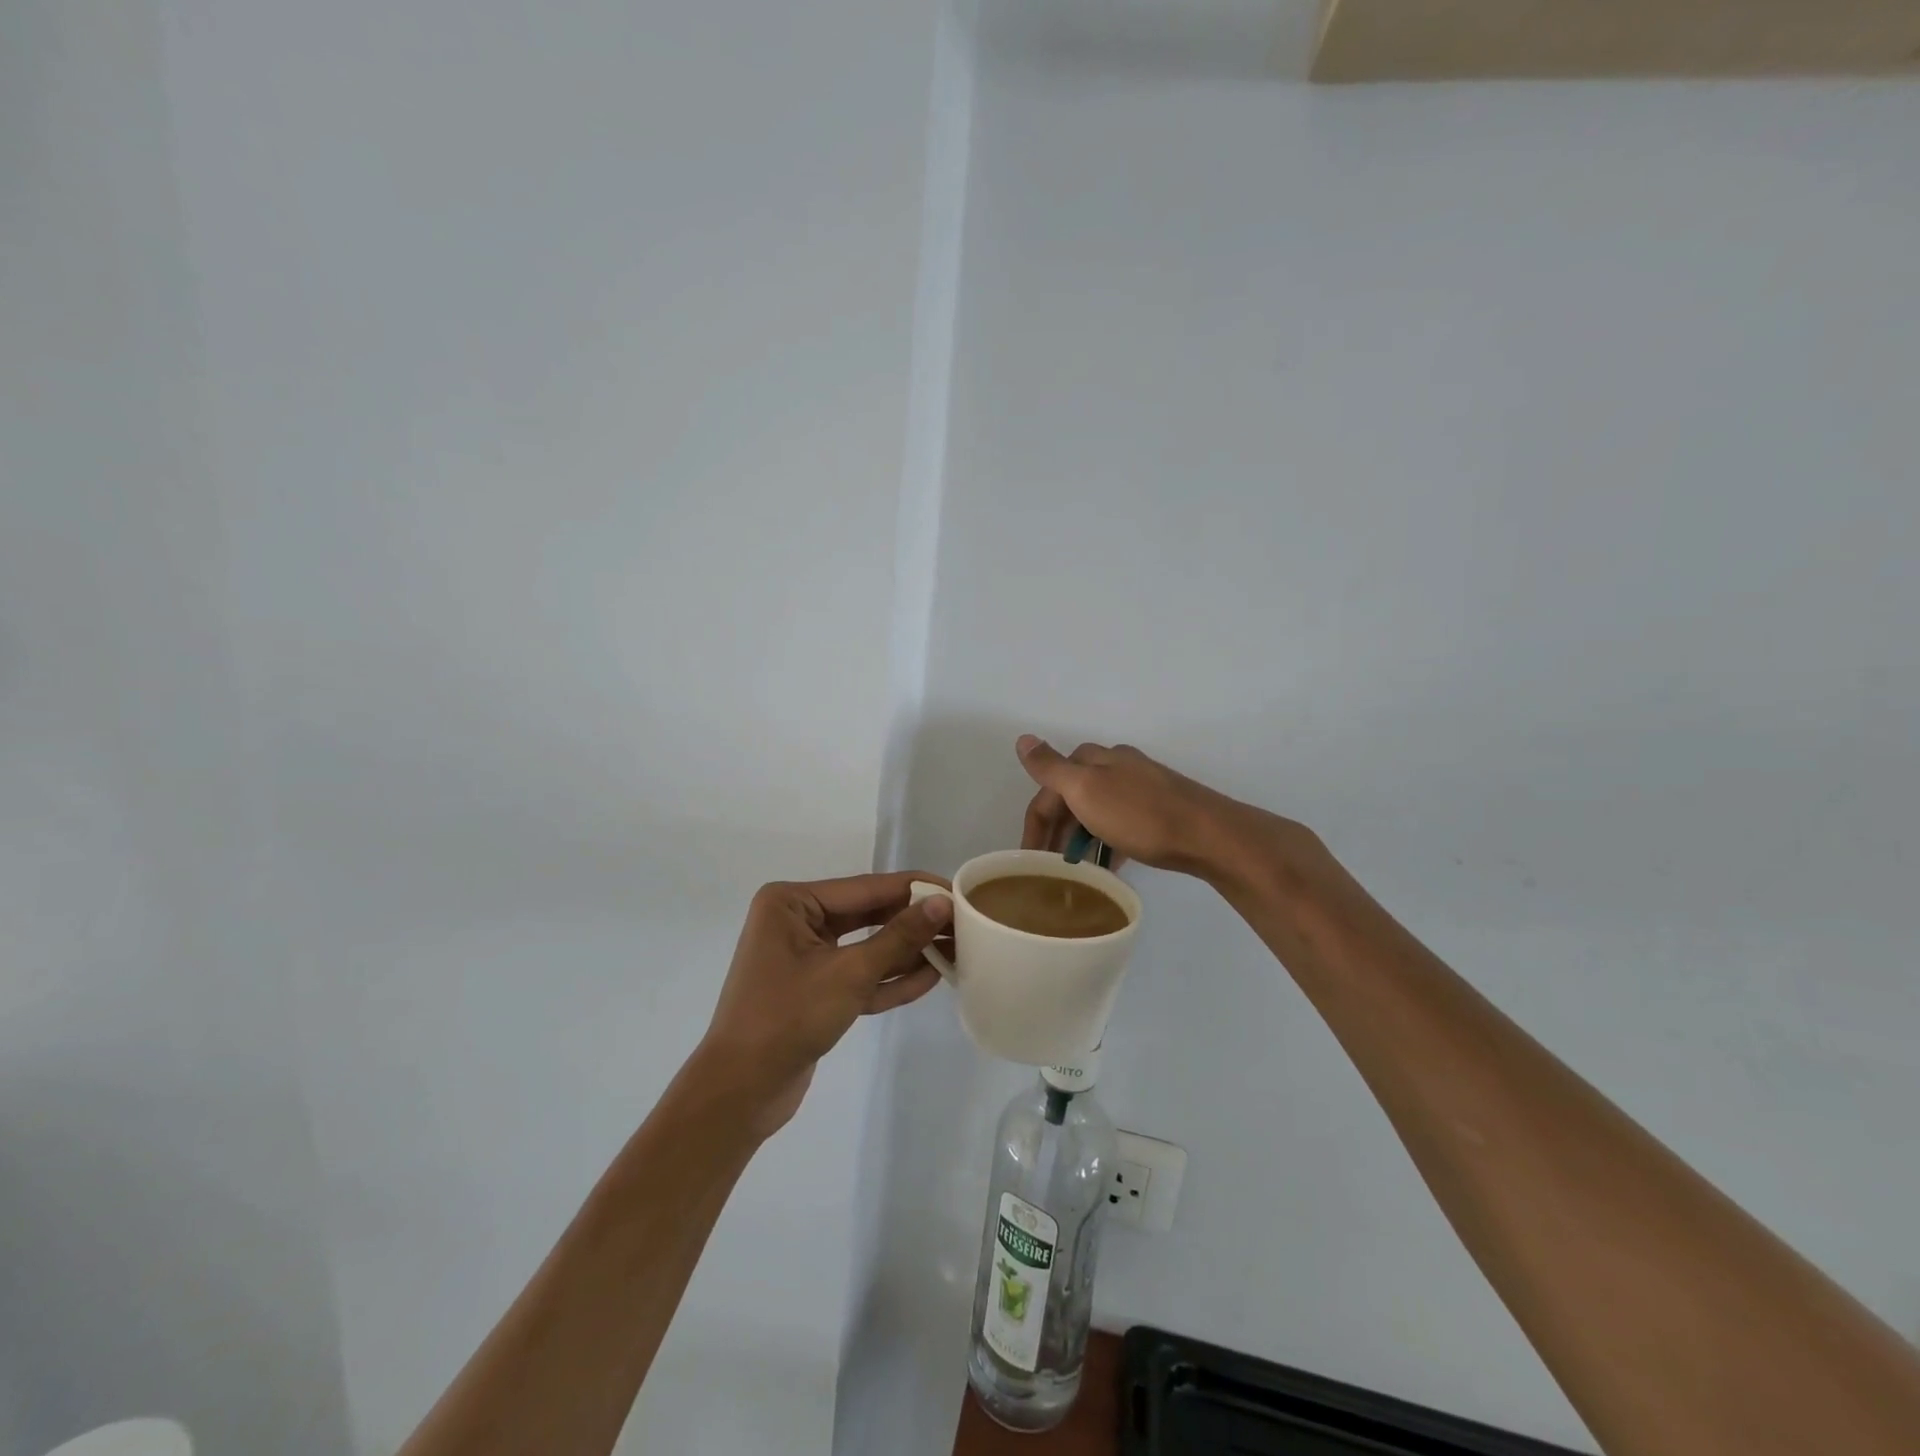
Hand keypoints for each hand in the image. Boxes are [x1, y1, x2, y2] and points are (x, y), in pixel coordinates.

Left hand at [698, 872, 951, 1138]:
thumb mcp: (850, 974)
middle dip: (913, 923)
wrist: (739, 1093)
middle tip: (963, 924)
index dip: (914, 890)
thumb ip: (899, 938)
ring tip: (956, 950)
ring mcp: (805, 956)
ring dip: (906, 952)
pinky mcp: (815, 989)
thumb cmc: (788, 1018)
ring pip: (866, 946)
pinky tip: (930, 977)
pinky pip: (858, 974)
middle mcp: (797, 921)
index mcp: (792, 902)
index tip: (958, 891)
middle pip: (868, 914)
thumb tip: (942, 902)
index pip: (867, 888)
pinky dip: (888, 978)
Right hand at [1016, 735, 1268, 879]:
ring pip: (1095, 813)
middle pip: (1071, 799)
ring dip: (1079, 840)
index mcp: (1094, 759)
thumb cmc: (1140, 815)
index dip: (1035, 823)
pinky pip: (1118, 827)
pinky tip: (1105, 866)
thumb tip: (1023, 738)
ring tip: (1074, 871)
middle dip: (1055, 832)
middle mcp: (1115, 767)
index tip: (1028, 860)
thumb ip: (1051, 767)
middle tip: (1048, 869)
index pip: (1048, 789)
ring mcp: (1139, 788)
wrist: (1208, 835)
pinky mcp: (1157, 811)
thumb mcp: (1086, 789)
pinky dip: (1104, 844)